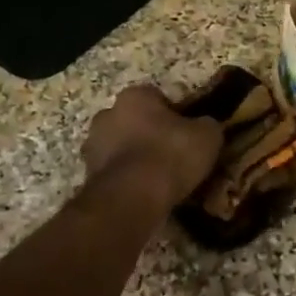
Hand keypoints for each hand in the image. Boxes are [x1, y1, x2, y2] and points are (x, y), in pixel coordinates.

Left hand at [82, 85, 221, 207]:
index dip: (173, 114)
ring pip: (119, 146)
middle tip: (171, 154)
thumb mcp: (207, 136)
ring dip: (134, 157)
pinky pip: (113, 172)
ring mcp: (92, 146)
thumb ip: (207, 125)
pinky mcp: (87, 175)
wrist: (131, 198)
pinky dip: (125, 180)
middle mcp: (107, 114)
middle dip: (148, 133)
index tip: (186, 133)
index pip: (156, 97)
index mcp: (134, 96)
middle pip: (133, 120)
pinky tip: (143, 194)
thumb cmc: (170, 155)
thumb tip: (206, 126)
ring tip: (157, 179)